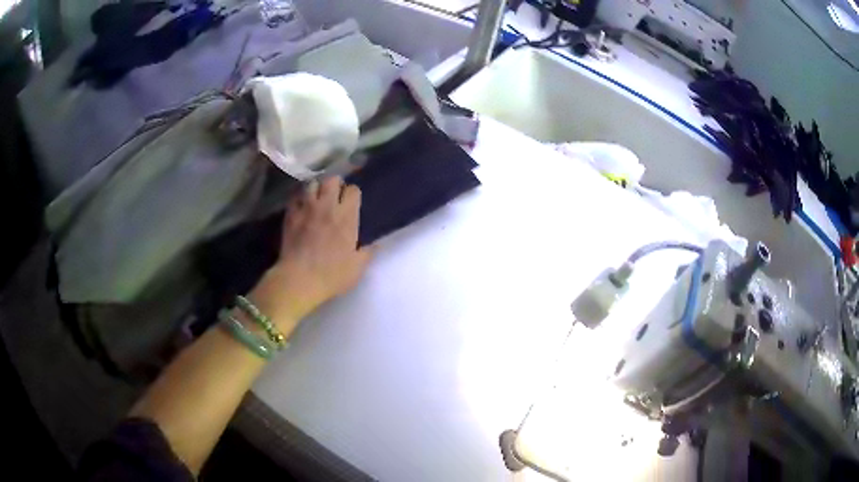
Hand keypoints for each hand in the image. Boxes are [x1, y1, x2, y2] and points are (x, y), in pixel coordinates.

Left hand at [250, 177, 372, 332]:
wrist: (299, 279)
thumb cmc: (331, 275)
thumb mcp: (357, 268)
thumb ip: (367, 252)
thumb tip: (374, 244)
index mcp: (347, 217)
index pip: (353, 190)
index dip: (353, 195)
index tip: (351, 203)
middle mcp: (327, 206)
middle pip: (332, 180)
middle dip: (335, 185)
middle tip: (334, 196)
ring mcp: (306, 208)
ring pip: (312, 183)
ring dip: (316, 189)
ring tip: (316, 198)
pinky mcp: (290, 214)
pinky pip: (295, 197)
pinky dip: (299, 198)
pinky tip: (301, 206)